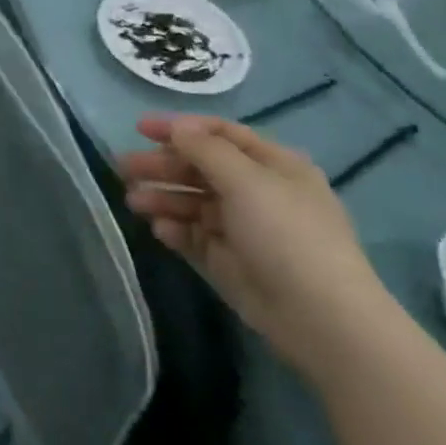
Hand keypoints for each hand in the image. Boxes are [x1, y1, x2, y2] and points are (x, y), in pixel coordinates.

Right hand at [120, 115, 398, 380]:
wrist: (321, 318)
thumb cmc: (286, 235)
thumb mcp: (246, 181)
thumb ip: (205, 149)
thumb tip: (177, 126)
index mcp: (273, 166)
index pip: (220, 135)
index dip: (180, 128)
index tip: (139, 129)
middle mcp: (257, 192)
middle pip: (200, 168)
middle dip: (163, 165)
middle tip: (124, 168)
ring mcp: (243, 228)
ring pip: (193, 202)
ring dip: (162, 197)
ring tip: (133, 201)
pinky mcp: (229, 260)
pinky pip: (194, 236)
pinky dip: (175, 229)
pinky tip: (160, 229)